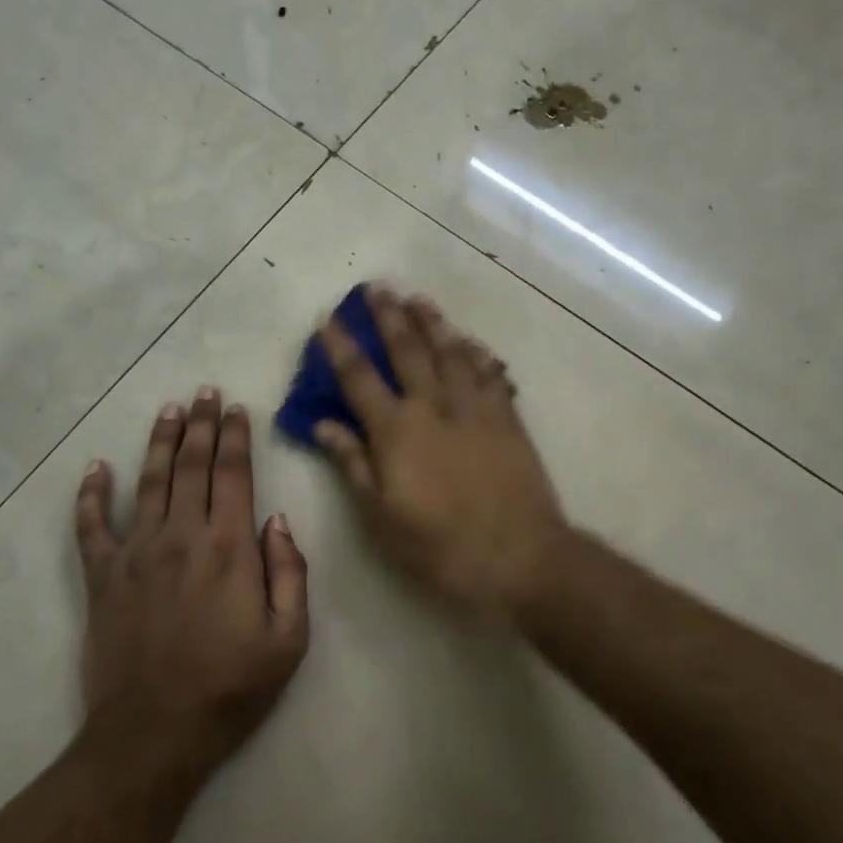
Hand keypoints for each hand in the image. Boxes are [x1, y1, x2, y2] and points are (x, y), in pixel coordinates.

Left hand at [75, 389, 308, 777]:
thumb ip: (290, 573)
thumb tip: (277, 520)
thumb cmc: (230, 688)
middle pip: (191, 466)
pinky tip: (95, 467)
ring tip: (168, 411)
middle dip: (201, 425)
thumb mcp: (288, 639)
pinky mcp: (102, 577)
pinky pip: (91, 526)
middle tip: (204, 393)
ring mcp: (136, 553)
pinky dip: (91, 495)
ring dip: (159, 442)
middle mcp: (181, 536)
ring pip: (148, 482)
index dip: (235, 436)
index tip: (235, 409)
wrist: (154, 735)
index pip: (233, 474)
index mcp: (229, 547)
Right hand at [314, 287, 569, 621]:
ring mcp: (475, 407)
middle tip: (377, 286)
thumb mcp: (381, 516)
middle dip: (389, 316)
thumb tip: (323, 424)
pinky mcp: (507, 416)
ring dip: (432, 322)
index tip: (327, 317)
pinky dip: (477, 352)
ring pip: (451, 351)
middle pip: (407, 349)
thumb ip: (353, 463)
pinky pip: (490, 372)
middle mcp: (433, 405)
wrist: (519, 556)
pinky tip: (470, 341)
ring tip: (418, 299)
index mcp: (396, 430)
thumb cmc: (439, 545)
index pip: (359, 377)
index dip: (340, 345)